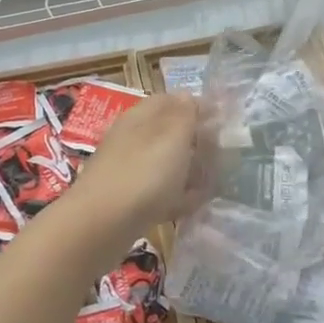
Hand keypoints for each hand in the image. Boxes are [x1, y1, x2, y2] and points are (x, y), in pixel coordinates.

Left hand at [67, 94, 209, 240]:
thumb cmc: (143, 174)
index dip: (198, 107)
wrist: (100, 225)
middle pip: (169, 133)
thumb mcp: (172, 135)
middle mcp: (132, 138)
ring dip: (188, 171)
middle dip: (196, 143)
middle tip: (221, 155)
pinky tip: (192, 206)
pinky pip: (158, 192)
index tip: (223, 123)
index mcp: (141, 116)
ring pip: (164, 163)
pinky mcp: (127, 200)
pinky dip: (176, 196)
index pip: (172, 101)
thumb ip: (185, 113)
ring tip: (212, 182)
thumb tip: (189, 97)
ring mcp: (127, 169)